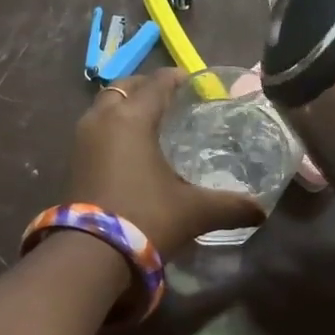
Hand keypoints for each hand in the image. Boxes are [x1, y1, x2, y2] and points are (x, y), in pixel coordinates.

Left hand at [67, 68, 266, 252]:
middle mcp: (103, 119)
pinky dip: (113, 128)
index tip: (195, 82)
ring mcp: (82, 140)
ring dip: (126, 106)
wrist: (91, 256)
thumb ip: (232, 206)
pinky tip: (131, 149)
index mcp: (133, 119)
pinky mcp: (73, 162)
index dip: (177, 78)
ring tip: (151, 122)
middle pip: (125, 87)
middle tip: (172, 98)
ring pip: (105, 107)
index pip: (157, 83)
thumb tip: (262, 211)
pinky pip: (96, 129)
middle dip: (147, 87)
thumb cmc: (146, 219)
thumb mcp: (196, 211)